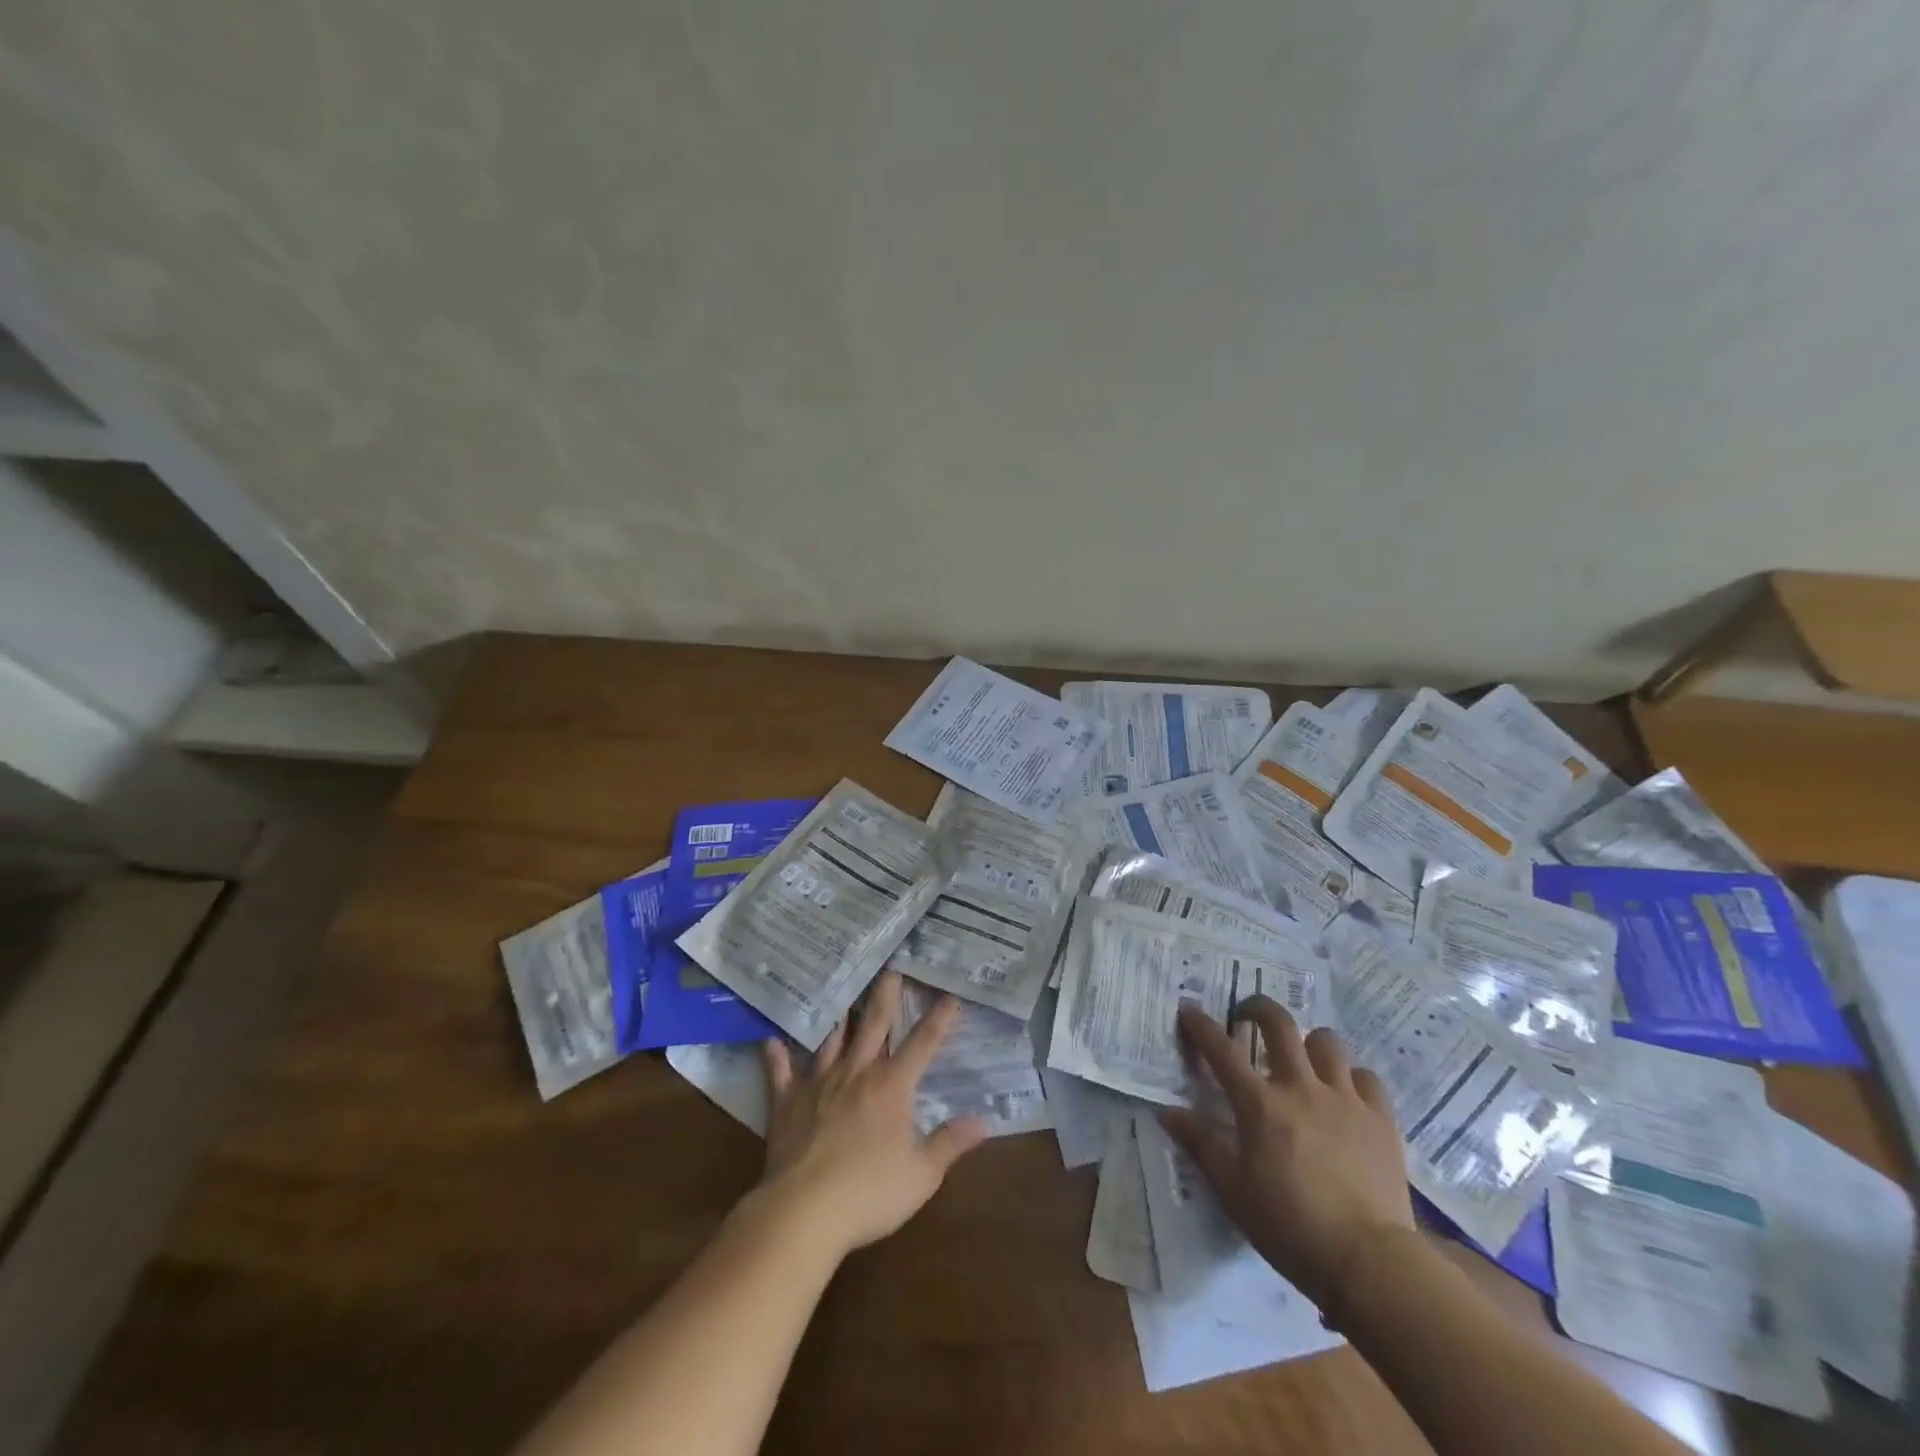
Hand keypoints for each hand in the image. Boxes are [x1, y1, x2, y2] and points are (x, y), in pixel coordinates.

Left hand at [755, 971, 987, 1260]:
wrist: (804, 1210)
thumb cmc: (870, 1193)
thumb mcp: (922, 1174)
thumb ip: (950, 1143)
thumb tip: (983, 1120)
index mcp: (892, 1086)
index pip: (922, 1044)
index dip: (939, 1020)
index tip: (951, 996)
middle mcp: (857, 1072)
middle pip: (874, 1024)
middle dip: (886, 995)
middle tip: (891, 969)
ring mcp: (819, 1082)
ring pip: (832, 1039)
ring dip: (839, 1015)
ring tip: (842, 990)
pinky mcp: (787, 1101)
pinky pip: (780, 1071)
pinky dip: (777, 1055)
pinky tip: (771, 1039)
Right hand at [1163, 997, 1413, 1309]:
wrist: (1369, 1262)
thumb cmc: (1290, 1226)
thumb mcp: (1233, 1190)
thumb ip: (1201, 1144)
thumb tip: (1168, 1112)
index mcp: (1260, 1104)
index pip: (1221, 1050)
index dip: (1200, 1025)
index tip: (1188, 1009)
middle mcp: (1301, 1087)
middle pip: (1279, 1024)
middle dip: (1257, 1008)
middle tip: (1247, 1016)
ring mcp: (1345, 1099)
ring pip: (1326, 1042)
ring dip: (1308, 1044)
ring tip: (1302, 1060)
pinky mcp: (1381, 1118)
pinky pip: (1365, 1077)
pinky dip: (1351, 1078)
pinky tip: (1344, 1096)